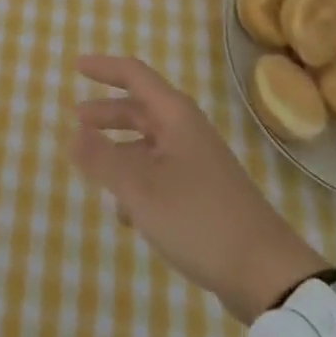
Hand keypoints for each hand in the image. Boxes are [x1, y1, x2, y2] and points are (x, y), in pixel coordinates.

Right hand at [67, 55, 331, 324]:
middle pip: (140, 108)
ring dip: (121, 150)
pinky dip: (138, 180)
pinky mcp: (204, 191)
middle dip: (108, 112)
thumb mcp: (140, 188)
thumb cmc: (197, 216)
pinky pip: (161, 171)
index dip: (103, 68)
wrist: (264, 270)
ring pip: (149, 143)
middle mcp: (186, 128)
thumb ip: (102, 159)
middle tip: (77, 119)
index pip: (133, 74)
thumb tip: (71, 135)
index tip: (76, 66)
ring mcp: (198, 160)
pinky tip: (126, 212)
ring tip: (95, 170)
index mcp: (174, 114)